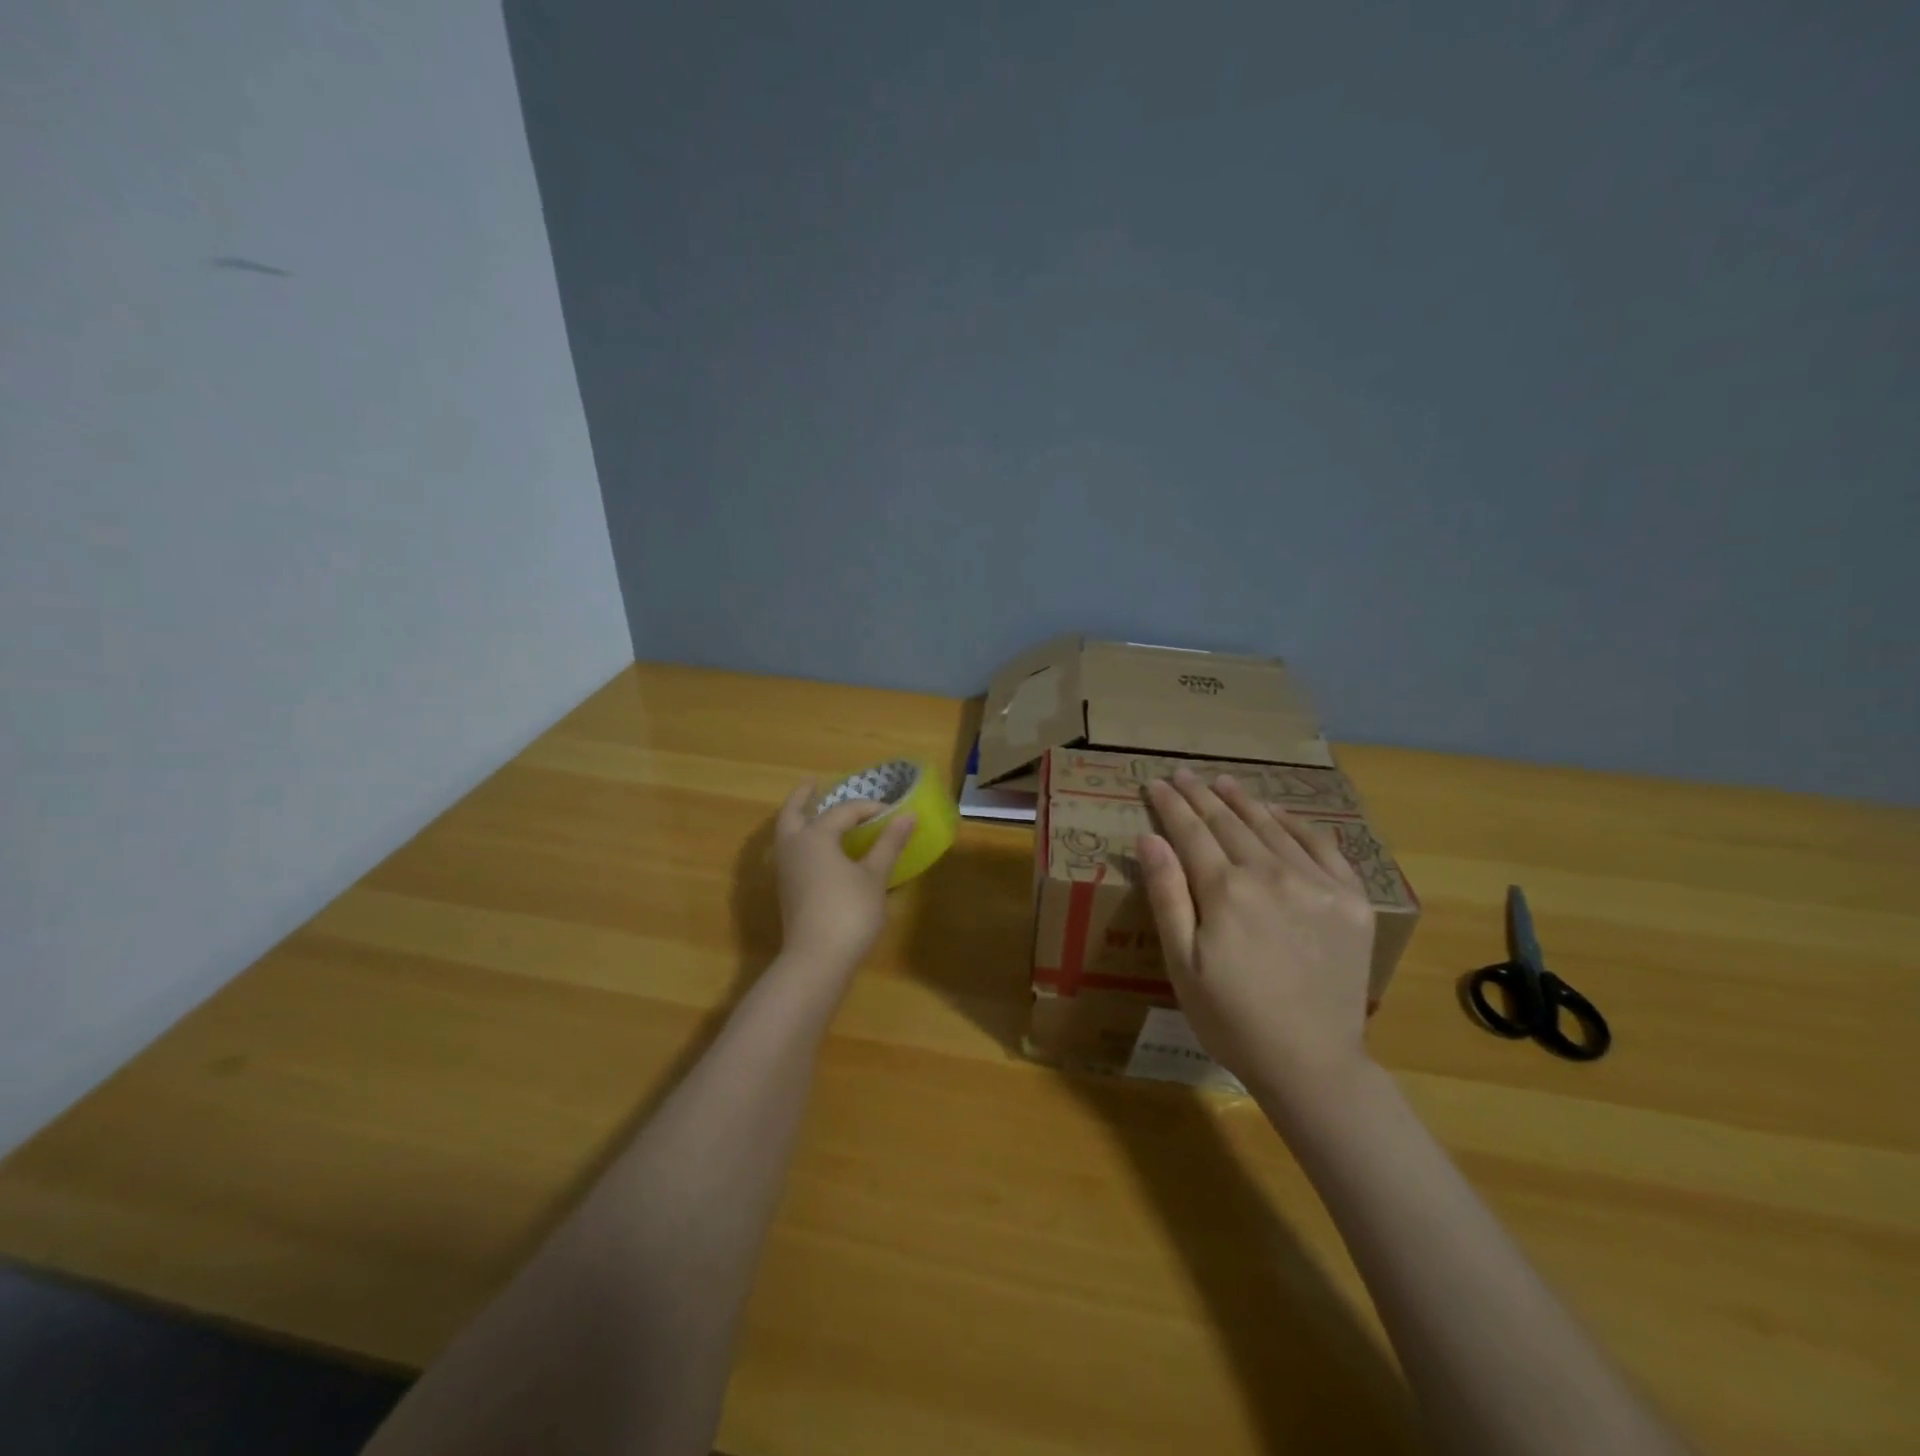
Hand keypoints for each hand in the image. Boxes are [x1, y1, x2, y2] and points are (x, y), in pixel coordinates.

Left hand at [772, 782, 915, 974]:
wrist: (817, 959)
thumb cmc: (849, 912)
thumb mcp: (875, 876)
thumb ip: (889, 844)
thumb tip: (908, 815)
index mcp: (816, 837)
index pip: (843, 811)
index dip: (868, 808)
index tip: (891, 812)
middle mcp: (794, 847)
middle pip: (792, 813)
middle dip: (802, 797)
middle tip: (813, 784)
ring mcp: (786, 871)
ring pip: (786, 834)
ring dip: (797, 819)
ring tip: (812, 813)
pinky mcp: (786, 891)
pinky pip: (789, 853)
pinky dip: (799, 841)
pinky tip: (816, 850)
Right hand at [1137, 768, 1375, 1114]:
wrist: (1312, 1062)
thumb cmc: (1231, 1018)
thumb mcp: (1181, 964)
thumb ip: (1166, 895)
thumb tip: (1148, 838)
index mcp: (1225, 891)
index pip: (1191, 832)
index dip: (1171, 805)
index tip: (1156, 782)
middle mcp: (1271, 874)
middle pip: (1229, 823)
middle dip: (1201, 795)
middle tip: (1183, 774)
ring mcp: (1316, 884)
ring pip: (1272, 828)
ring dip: (1243, 801)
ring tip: (1223, 782)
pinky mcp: (1349, 900)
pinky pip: (1322, 846)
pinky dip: (1296, 824)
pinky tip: (1278, 813)